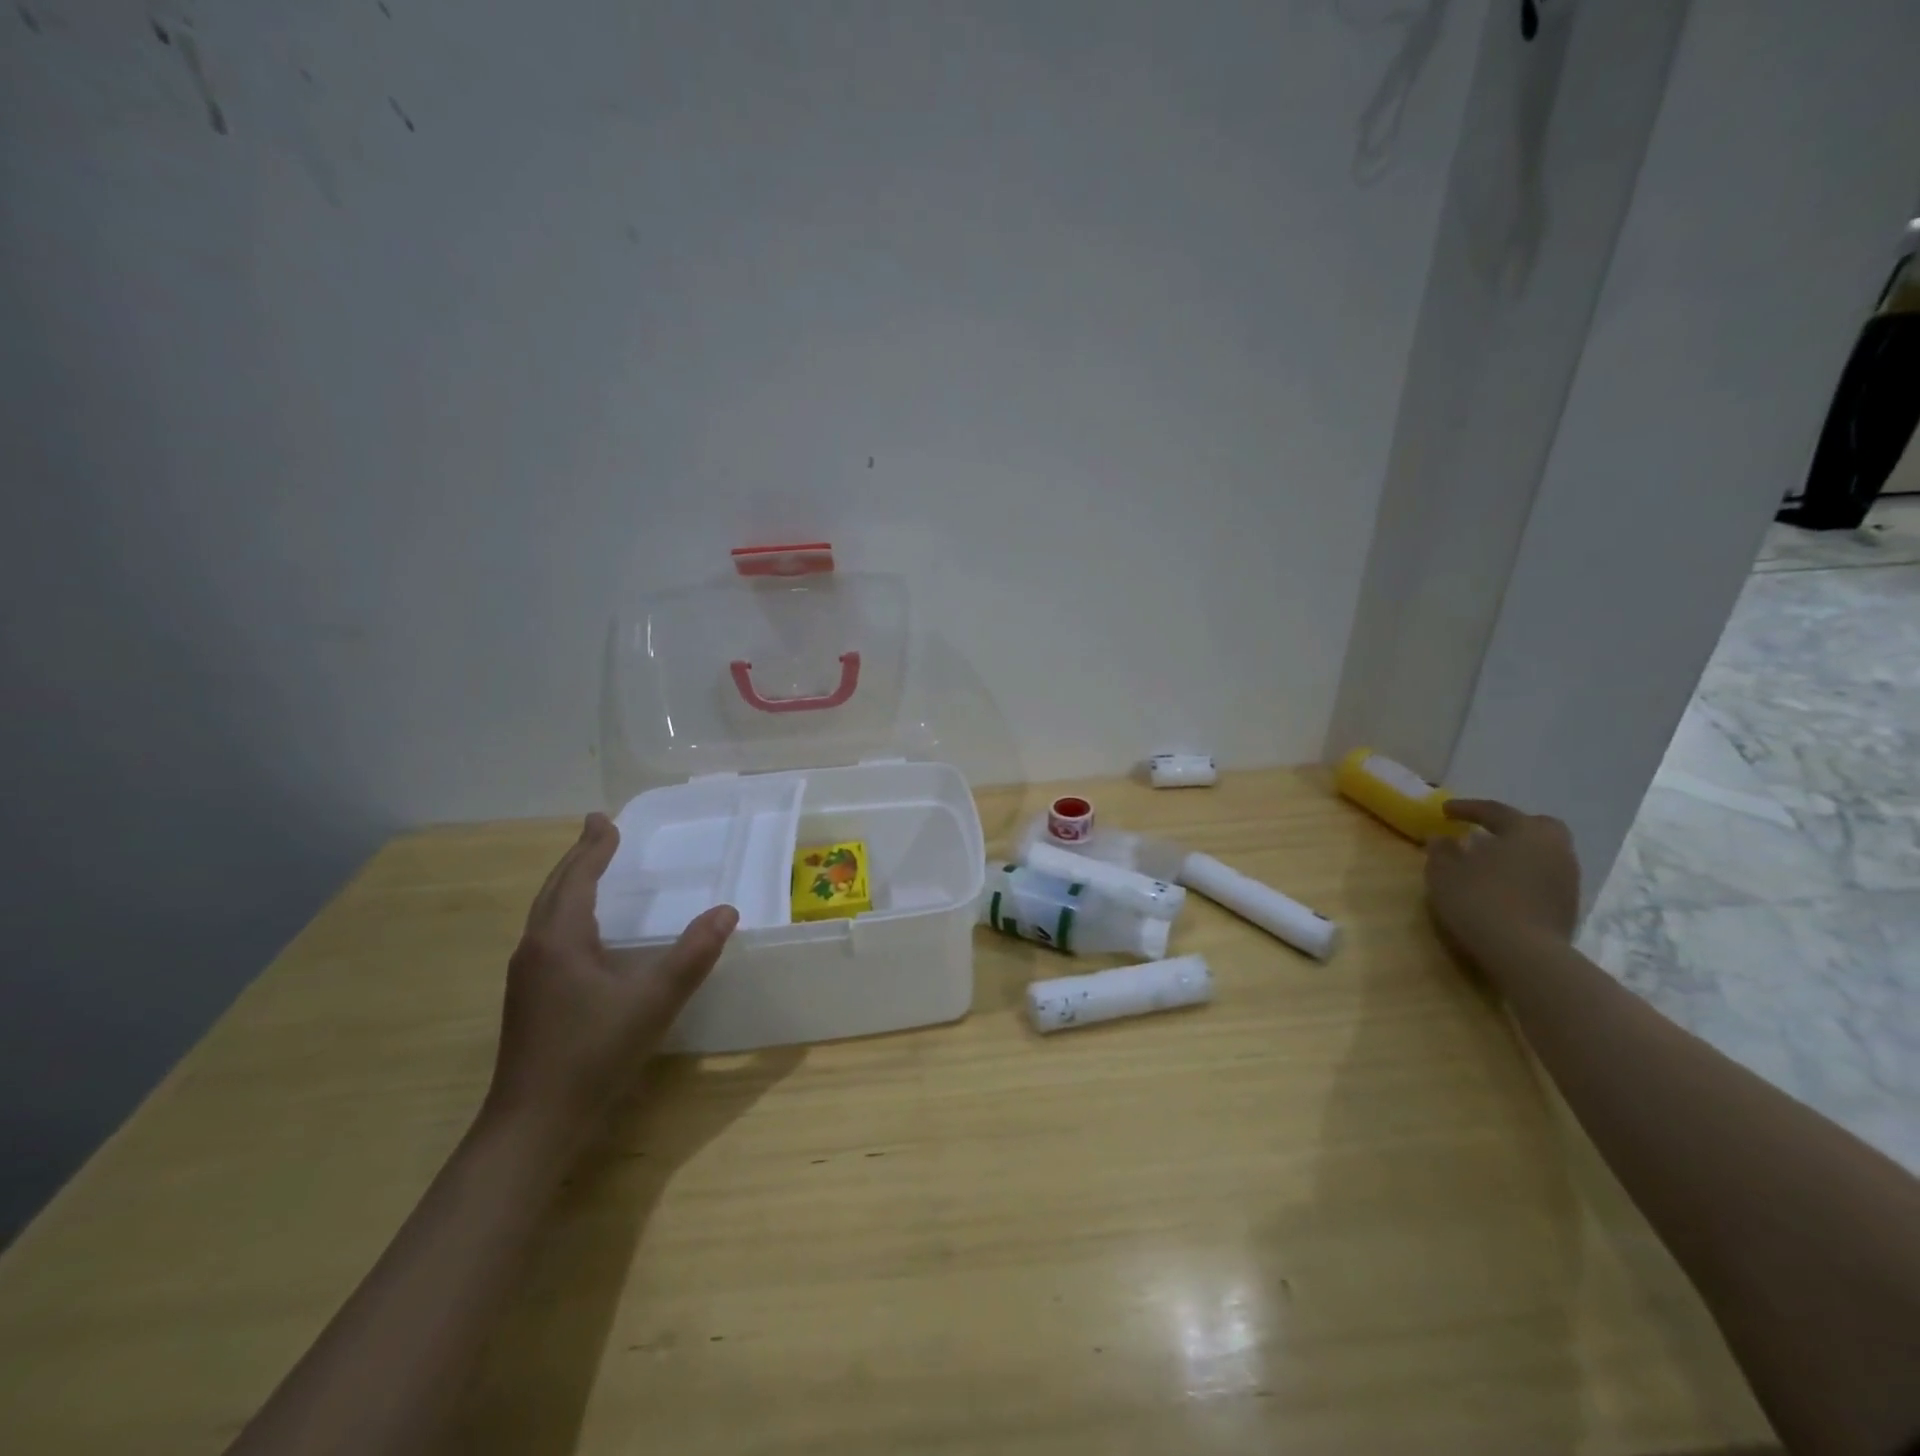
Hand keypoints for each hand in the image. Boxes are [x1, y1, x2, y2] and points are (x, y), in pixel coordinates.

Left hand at [483, 813, 737, 1139]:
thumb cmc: (593, 1053)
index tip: (606, 819)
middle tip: (599, 830)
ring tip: (591, 868)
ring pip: (547, 913)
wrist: (533, 1123)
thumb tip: (727, 911)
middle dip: (578, 857)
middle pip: (555, 889)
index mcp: (560, 939)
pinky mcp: (529, 997)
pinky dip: (566, 911)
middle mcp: (536, 948)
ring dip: (569, 883)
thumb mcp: (654, 1001)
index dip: (595, 848)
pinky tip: (583, 930)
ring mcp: (527, 975)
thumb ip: (693, 955)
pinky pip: (547, 934)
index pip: (577, 878)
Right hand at [1424, 799, 1579, 971]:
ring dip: (1517, 852)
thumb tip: (1442, 839)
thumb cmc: (1479, 900)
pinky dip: (1524, 874)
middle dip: (1509, 826)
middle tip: (1483, 832)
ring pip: (1542, 852)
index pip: (1494, 811)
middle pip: (1535, 826)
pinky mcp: (1569, 904)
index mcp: (1525, 831)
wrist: (1525, 953)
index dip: (1466, 809)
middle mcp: (1554, 847)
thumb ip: (1442, 851)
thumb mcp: (1444, 873)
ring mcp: (1567, 877)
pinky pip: (1543, 876)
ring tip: (1490, 862)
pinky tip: (1503, 886)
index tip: (1444, 811)